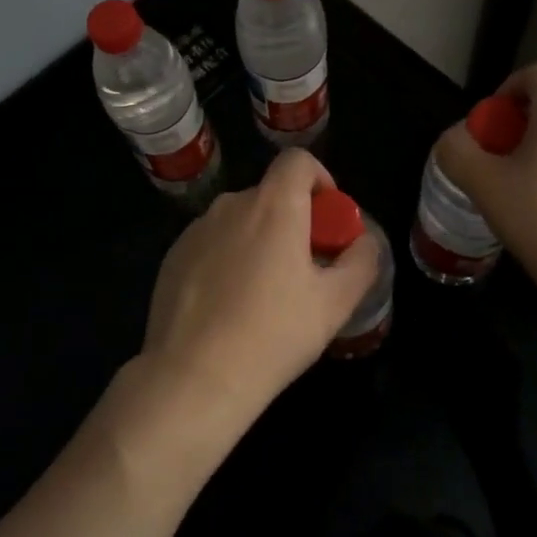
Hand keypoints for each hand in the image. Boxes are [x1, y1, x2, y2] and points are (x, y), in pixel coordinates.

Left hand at [139, 149, 381, 440]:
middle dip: (292, 220)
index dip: (319, 179)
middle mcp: (231, 204)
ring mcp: (196, 229)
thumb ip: (360, 261)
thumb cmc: (273, 334)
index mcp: (273, 206)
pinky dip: (226, 259)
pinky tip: (228, 306)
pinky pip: (211, 243)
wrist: (193, 376)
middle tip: (303, 269)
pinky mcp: (173, 255)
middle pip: (270, 195)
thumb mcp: (335, 304)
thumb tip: (363, 241)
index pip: (297, 161)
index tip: (327, 219)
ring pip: (239, 221)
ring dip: (258, 240)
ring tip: (264, 294)